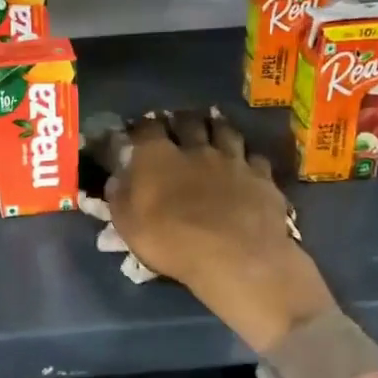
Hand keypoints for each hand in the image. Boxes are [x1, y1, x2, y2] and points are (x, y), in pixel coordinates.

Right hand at [98, 110, 335, 352]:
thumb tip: (116, 179)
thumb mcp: (129, 225)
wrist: (235, 257)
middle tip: (178, 123)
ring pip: (226, 132)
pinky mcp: (262, 177)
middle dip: (181, 120)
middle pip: (189, 122)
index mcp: (158, 157)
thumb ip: (120, 197)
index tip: (139, 130)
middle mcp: (196, 149)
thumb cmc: (172, 242)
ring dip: (217, 128)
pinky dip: (248, 157)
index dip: (143, 127)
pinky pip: (255, 157)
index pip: (147, 128)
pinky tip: (247, 163)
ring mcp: (233, 160)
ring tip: (214, 128)